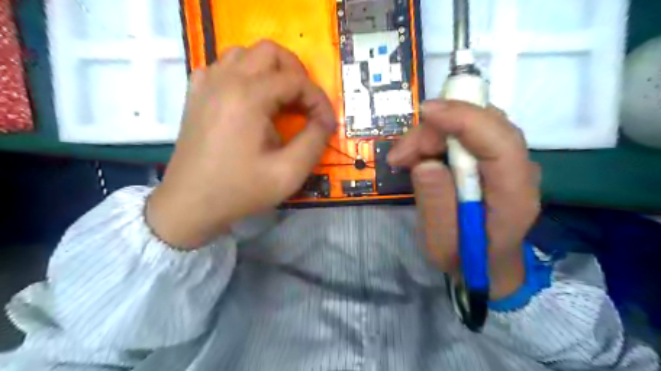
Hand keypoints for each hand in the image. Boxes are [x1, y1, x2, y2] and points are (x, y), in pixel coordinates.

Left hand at [147, 40, 337, 248]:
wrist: (190, 205)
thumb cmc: (240, 191)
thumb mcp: (288, 173)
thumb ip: (315, 141)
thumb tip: (325, 121)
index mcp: (248, 97)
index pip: (296, 80)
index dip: (319, 100)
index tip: (326, 124)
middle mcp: (225, 80)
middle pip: (270, 52)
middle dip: (297, 74)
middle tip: (305, 104)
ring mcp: (206, 84)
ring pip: (245, 54)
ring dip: (271, 71)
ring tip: (281, 100)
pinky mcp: (196, 94)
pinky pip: (223, 67)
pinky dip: (245, 75)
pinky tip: (250, 99)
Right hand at [389, 100, 538, 298]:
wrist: (489, 265)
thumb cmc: (465, 260)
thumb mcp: (441, 244)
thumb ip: (436, 206)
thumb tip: (425, 163)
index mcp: (514, 195)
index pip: (499, 141)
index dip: (464, 119)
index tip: (426, 112)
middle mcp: (520, 170)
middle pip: (485, 124)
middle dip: (437, 129)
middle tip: (400, 155)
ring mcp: (510, 161)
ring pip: (474, 123)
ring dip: (434, 134)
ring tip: (404, 160)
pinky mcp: (495, 158)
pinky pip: (468, 133)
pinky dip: (438, 138)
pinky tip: (419, 156)